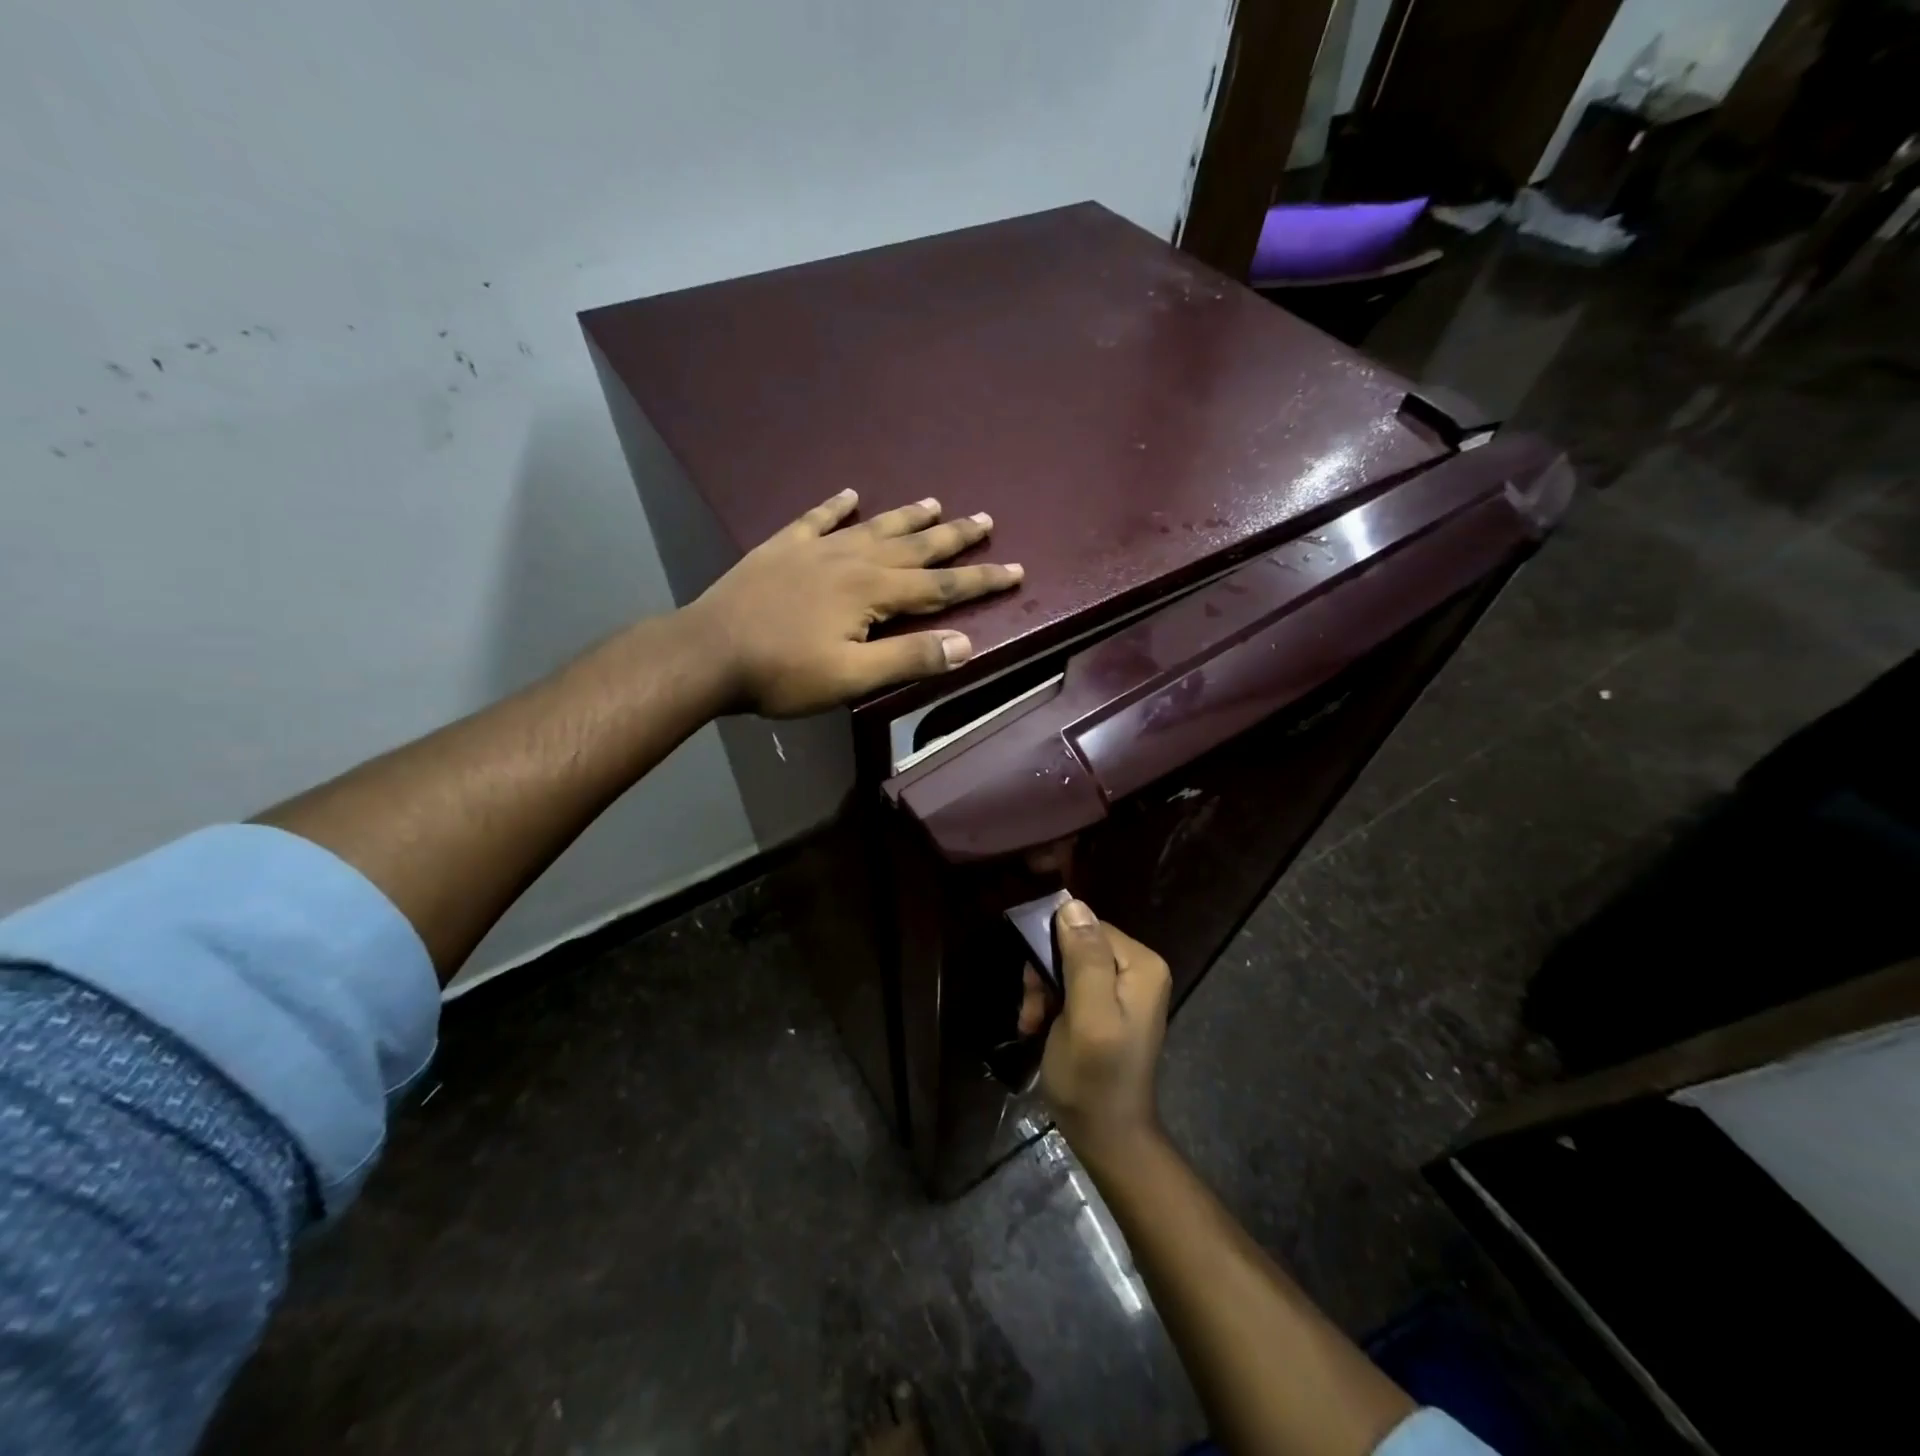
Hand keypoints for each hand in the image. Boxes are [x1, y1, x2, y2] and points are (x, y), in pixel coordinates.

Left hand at [683, 489, 1022, 717]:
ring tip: (935, 502)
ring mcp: (815, 549)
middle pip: (914, 545)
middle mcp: (852, 559)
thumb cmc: (783, 672)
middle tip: (986, 518)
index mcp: (873, 591)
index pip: (941, 586)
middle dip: (954, 536)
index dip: (981, 579)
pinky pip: (816, 519)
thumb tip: (965, 644)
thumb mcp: (852, 678)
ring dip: (906, 515)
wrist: (708, 652)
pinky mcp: (782, 548)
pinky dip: (835, 506)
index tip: (1016, 569)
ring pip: (873, 526)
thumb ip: (909, 659)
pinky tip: (848, 494)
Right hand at [1039, 899, 1172, 1155]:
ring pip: (1067, 968)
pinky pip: (1071, 988)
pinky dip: (1050, 1007)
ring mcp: (1124, 991)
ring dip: (1042, 994)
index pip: (1087, 928)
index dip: (1053, 952)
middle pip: (1076, 947)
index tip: (1034, 988)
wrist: (1108, 1137)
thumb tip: (1073, 904)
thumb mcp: (1086, 1016)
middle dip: (1045, 977)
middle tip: (1032, 1013)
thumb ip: (1084, 959)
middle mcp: (1138, 970)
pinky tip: (1038, 1030)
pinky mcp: (1108, 1009)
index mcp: (1141, 965)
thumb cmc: (1094, 1078)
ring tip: (1032, 1025)